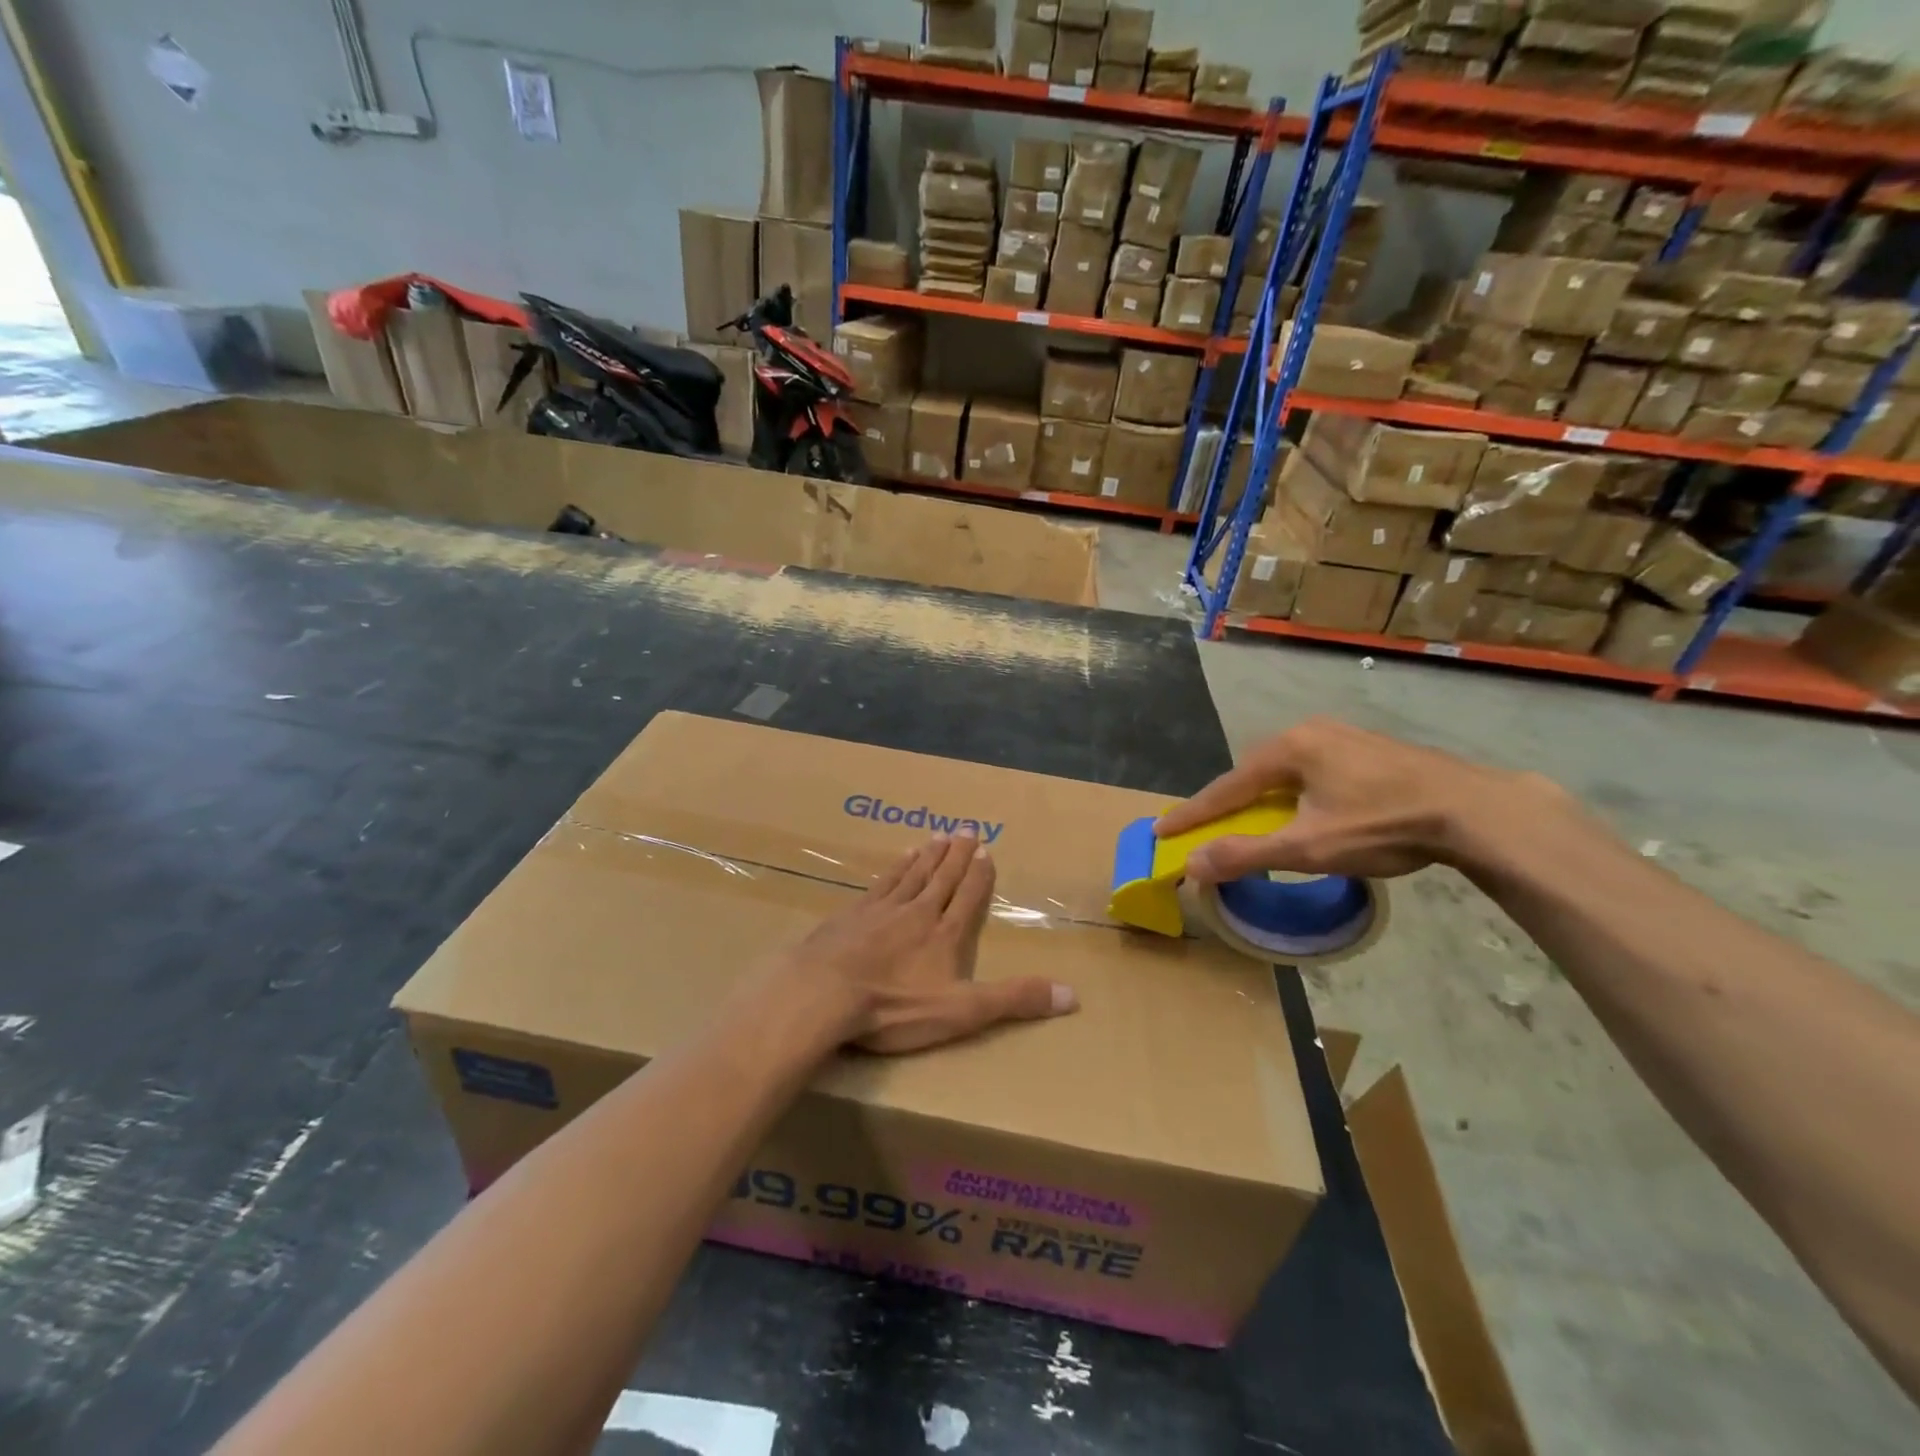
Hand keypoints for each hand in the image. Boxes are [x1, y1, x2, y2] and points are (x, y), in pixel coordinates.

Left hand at [773, 833, 1076, 1054]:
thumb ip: (1014, 1000)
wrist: (823, 993)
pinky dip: (895, 867)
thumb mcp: (962, 1012)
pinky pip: (882, 882)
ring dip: (929, 855)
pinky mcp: (851, 914)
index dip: (979, 874)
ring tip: (939, 836)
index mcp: (944, 934)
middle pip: (942, 877)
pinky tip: (899, 858)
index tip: (986, 850)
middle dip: (957, 855)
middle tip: (967, 828)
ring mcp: (881, 910)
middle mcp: (917, 912)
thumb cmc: (894, 1007)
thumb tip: (1074, 995)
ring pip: (912, 874)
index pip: (968, 896)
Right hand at [1154, 718, 1550, 882]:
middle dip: (1229, 803)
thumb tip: (1191, 865)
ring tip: (1256, 824)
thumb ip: (1246, 854)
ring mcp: (1343, 736)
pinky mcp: (1369, 749)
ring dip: (1265, 800)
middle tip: (1209, 829)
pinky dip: (1296, 795)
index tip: (1160, 832)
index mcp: (1289, 748)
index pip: (1226, 787)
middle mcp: (1310, 732)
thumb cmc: (1384, 824)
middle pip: (1254, 774)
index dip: (1192, 814)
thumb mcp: (1309, 846)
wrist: (1476, 810)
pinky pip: (1314, 771)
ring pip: (1286, 772)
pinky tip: (1307, 811)